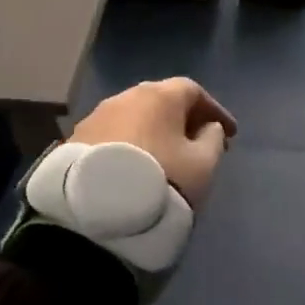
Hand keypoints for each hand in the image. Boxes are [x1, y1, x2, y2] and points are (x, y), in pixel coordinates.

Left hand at [72, 77, 236, 207]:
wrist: (96, 213)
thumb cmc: (161, 180)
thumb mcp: (203, 165)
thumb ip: (213, 140)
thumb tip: (208, 128)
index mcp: (158, 96)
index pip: (193, 91)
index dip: (215, 111)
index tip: (230, 134)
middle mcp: (125, 97)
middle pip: (160, 100)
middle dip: (183, 119)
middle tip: (197, 142)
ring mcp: (96, 117)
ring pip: (133, 117)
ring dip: (153, 131)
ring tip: (165, 155)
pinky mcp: (75, 140)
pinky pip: (112, 135)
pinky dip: (129, 144)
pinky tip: (134, 165)